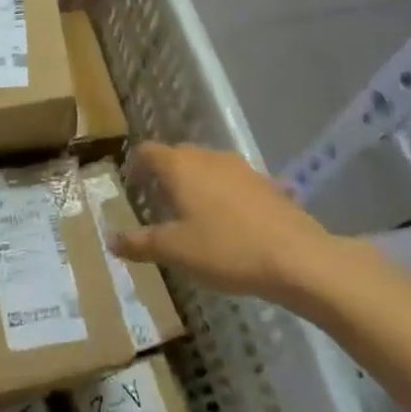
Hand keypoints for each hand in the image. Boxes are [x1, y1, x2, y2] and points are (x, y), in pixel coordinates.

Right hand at [109, 143, 346, 309]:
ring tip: (194, 213)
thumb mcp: (174, 251)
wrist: (299, 260)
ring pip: (209, 168)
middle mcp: (209, 158)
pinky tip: (232, 223)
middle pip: (178, 156)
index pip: (147, 151)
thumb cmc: (226, 250)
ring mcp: (243, 169)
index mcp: (180, 167)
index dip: (135, 165)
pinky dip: (226, 197)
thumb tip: (111, 240)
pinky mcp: (268, 185)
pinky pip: (236, 184)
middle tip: (158, 202)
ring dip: (197, 184)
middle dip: (165, 175)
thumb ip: (139, 243)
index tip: (131, 185)